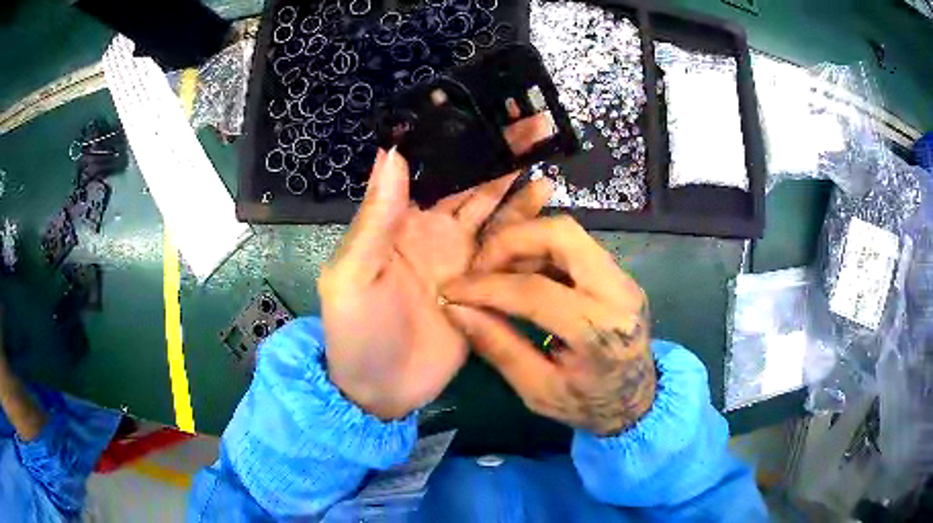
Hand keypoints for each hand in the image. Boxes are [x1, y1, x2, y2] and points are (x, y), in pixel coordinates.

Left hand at [320, 149, 552, 419]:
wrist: (380, 391)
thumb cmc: (356, 332)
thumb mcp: (353, 275)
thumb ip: (375, 218)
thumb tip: (392, 153)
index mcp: (402, 223)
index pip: (434, 172)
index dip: (458, 142)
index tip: (485, 113)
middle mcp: (437, 234)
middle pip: (473, 186)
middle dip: (498, 155)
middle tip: (529, 124)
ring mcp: (465, 262)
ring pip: (497, 214)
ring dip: (518, 186)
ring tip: (544, 156)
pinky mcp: (487, 289)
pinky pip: (510, 254)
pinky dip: (528, 230)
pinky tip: (548, 207)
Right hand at [441, 216, 655, 435]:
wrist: (638, 401)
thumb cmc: (587, 405)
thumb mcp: (537, 390)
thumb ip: (498, 346)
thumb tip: (455, 308)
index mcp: (599, 332)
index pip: (536, 291)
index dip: (486, 287)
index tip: (451, 290)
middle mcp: (618, 293)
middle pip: (561, 233)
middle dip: (510, 241)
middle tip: (479, 267)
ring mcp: (623, 278)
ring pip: (568, 232)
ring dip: (524, 243)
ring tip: (495, 271)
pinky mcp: (619, 274)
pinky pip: (575, 245)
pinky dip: (540, 250)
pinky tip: (521, 274)